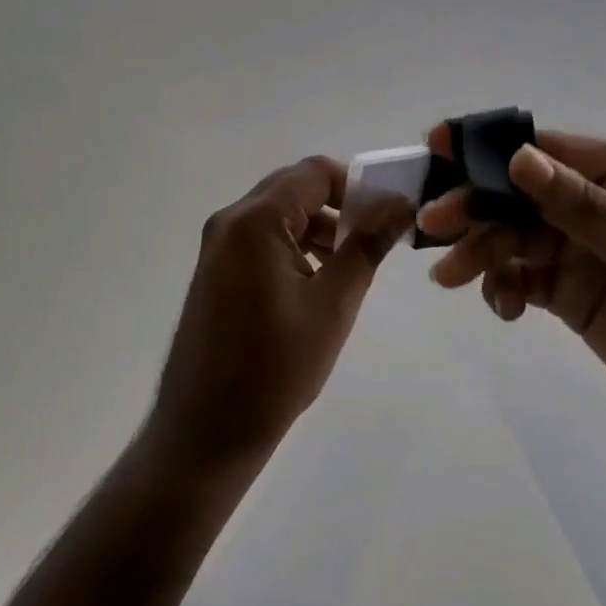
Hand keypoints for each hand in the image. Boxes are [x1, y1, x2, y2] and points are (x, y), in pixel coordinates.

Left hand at [145, 156, 412, 475]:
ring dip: (317, 226)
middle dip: (338, 205)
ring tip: (350, 264)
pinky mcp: (215, 270)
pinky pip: (261, 238)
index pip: (314, 173)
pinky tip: (316, 281)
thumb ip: (366, 245)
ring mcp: (217, 246)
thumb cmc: (275, 368)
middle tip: (374, 238)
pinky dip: (293, 244)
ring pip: (279, 213)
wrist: (205, 432)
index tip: (387, 214)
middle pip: (294, 188)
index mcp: (255, 220)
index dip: (356, 185)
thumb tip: (400, 204)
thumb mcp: (333, 304)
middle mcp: (230, 220)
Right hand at [419, 129, 605, 455]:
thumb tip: (516, 157)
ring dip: (481, 251)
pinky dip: (503, 287)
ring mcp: (586, 252)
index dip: (492, 149)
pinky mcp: (573, 295)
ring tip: (451, 278)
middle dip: (477, 207)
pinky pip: (522, 277)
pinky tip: (504, 310)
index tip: (437, 150)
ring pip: (514, 237)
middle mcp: (603, 206)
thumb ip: (584, 208)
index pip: (550, 151)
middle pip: (522, 195)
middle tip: (432, 227)